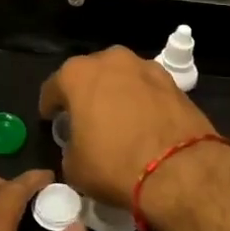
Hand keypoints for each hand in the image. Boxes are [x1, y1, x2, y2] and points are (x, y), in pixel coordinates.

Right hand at [38, 48, 218, 218]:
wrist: (179, 170)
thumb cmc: (114, 165)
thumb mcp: (74, 167)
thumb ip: (70, 147)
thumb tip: (80, 146)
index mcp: (78, 74)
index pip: (53, 87)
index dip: (50, 106)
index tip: (51, 120)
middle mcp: (111, 60)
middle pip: (90, 74)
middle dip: (85, 93)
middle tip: (85, 118)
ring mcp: (145, 67)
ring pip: (121, 77)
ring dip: (116, 93)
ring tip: (117, 119)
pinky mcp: (173, 81)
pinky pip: (146, 89)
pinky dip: (141, 101)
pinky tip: (143, 122)